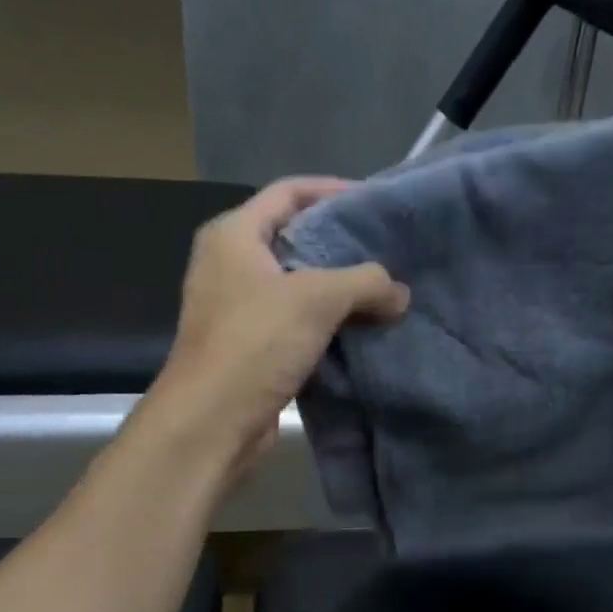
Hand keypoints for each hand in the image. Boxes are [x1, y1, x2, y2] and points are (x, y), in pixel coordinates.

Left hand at [142, 177, 408, 475]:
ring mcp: (239, 309)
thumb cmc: (255, 343)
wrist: (212, 421)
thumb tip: (400, 293)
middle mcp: (231, 265)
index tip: (375, 202)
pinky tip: (364, 331)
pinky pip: (297, 324)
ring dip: (339, 291)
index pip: (288, 192)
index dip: (333, 190)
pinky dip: (328, 325)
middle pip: (295, 239)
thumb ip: (365, 283)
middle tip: (389, 251)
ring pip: (299, 287)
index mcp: (233, 235)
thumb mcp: (317, 299)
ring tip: (385, 291)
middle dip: (342, 245)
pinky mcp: (251, 348)